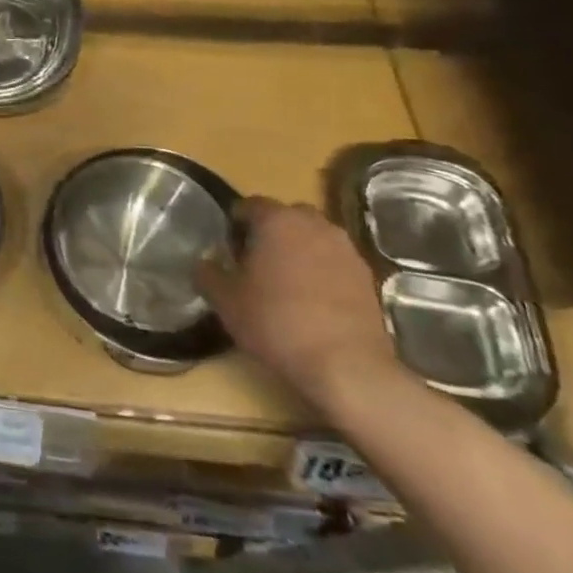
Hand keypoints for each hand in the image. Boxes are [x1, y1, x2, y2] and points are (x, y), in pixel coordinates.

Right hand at [195, 197, 397, 413]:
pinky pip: (334, 262)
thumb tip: (204, 262)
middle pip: (286, 217)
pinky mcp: (368, 277)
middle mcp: (315, 224)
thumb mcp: (225, 301)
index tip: (228, 251)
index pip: (249, 205)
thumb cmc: (277, 322)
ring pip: (313, 238)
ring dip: (299, 251)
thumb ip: (207, 273)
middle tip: (255, 263)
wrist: (347, 367)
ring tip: (285, 284)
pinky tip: (312, 302)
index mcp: (277, 220)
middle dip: (270, 233)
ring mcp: (346, 249)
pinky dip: (322, 272)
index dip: (235, 225)